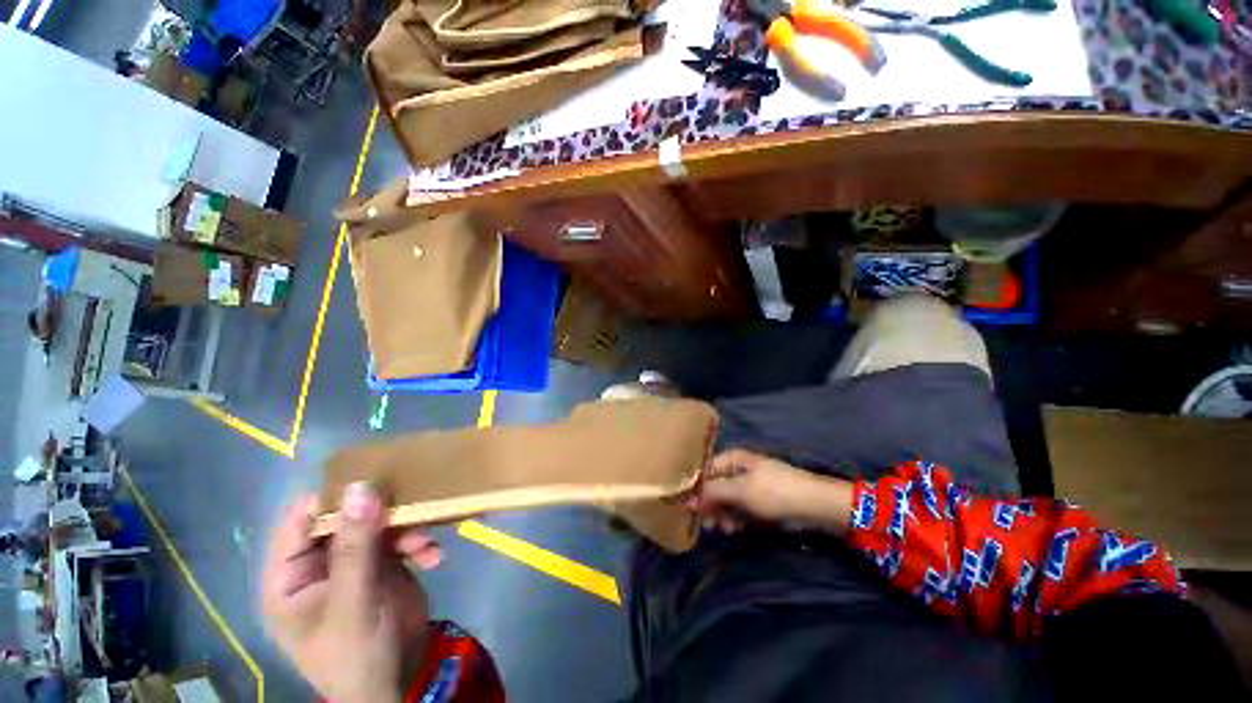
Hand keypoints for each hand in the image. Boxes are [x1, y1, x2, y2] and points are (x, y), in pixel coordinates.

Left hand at [262, 483, 443, 702]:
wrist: (398, 682)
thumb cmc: (357, 653)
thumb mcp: (353, 602)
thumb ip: (355, 547)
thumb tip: (361, 488)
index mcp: (291, 576)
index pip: (301, 521)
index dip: (332, 498)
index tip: (371, 477)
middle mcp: (320, 564)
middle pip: (346, 519)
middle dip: (380, 514)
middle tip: (410, 505)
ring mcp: (354, 564)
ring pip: (378, 526)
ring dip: (406, 529)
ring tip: (425, 542)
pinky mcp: (384, 566)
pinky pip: (401, 541)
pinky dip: (419, 545)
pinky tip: (435, 557)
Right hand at [692, 449, 853, 535]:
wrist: (814, 505)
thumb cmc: (774, 492)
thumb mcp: (740, 491)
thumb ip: (713, 493)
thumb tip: (688, 498)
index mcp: (733, 459)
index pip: (705, 470)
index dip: (696, 488)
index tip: (688, 507)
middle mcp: (738, 468)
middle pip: (715, 485)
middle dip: (710, 504)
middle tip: (706, 524)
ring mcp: (749, 484)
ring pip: (726, 499)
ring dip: (722, 514)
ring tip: (724, 529)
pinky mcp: (759, 500)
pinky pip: (739, 507)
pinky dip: (735, 517)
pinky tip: (734, 528)